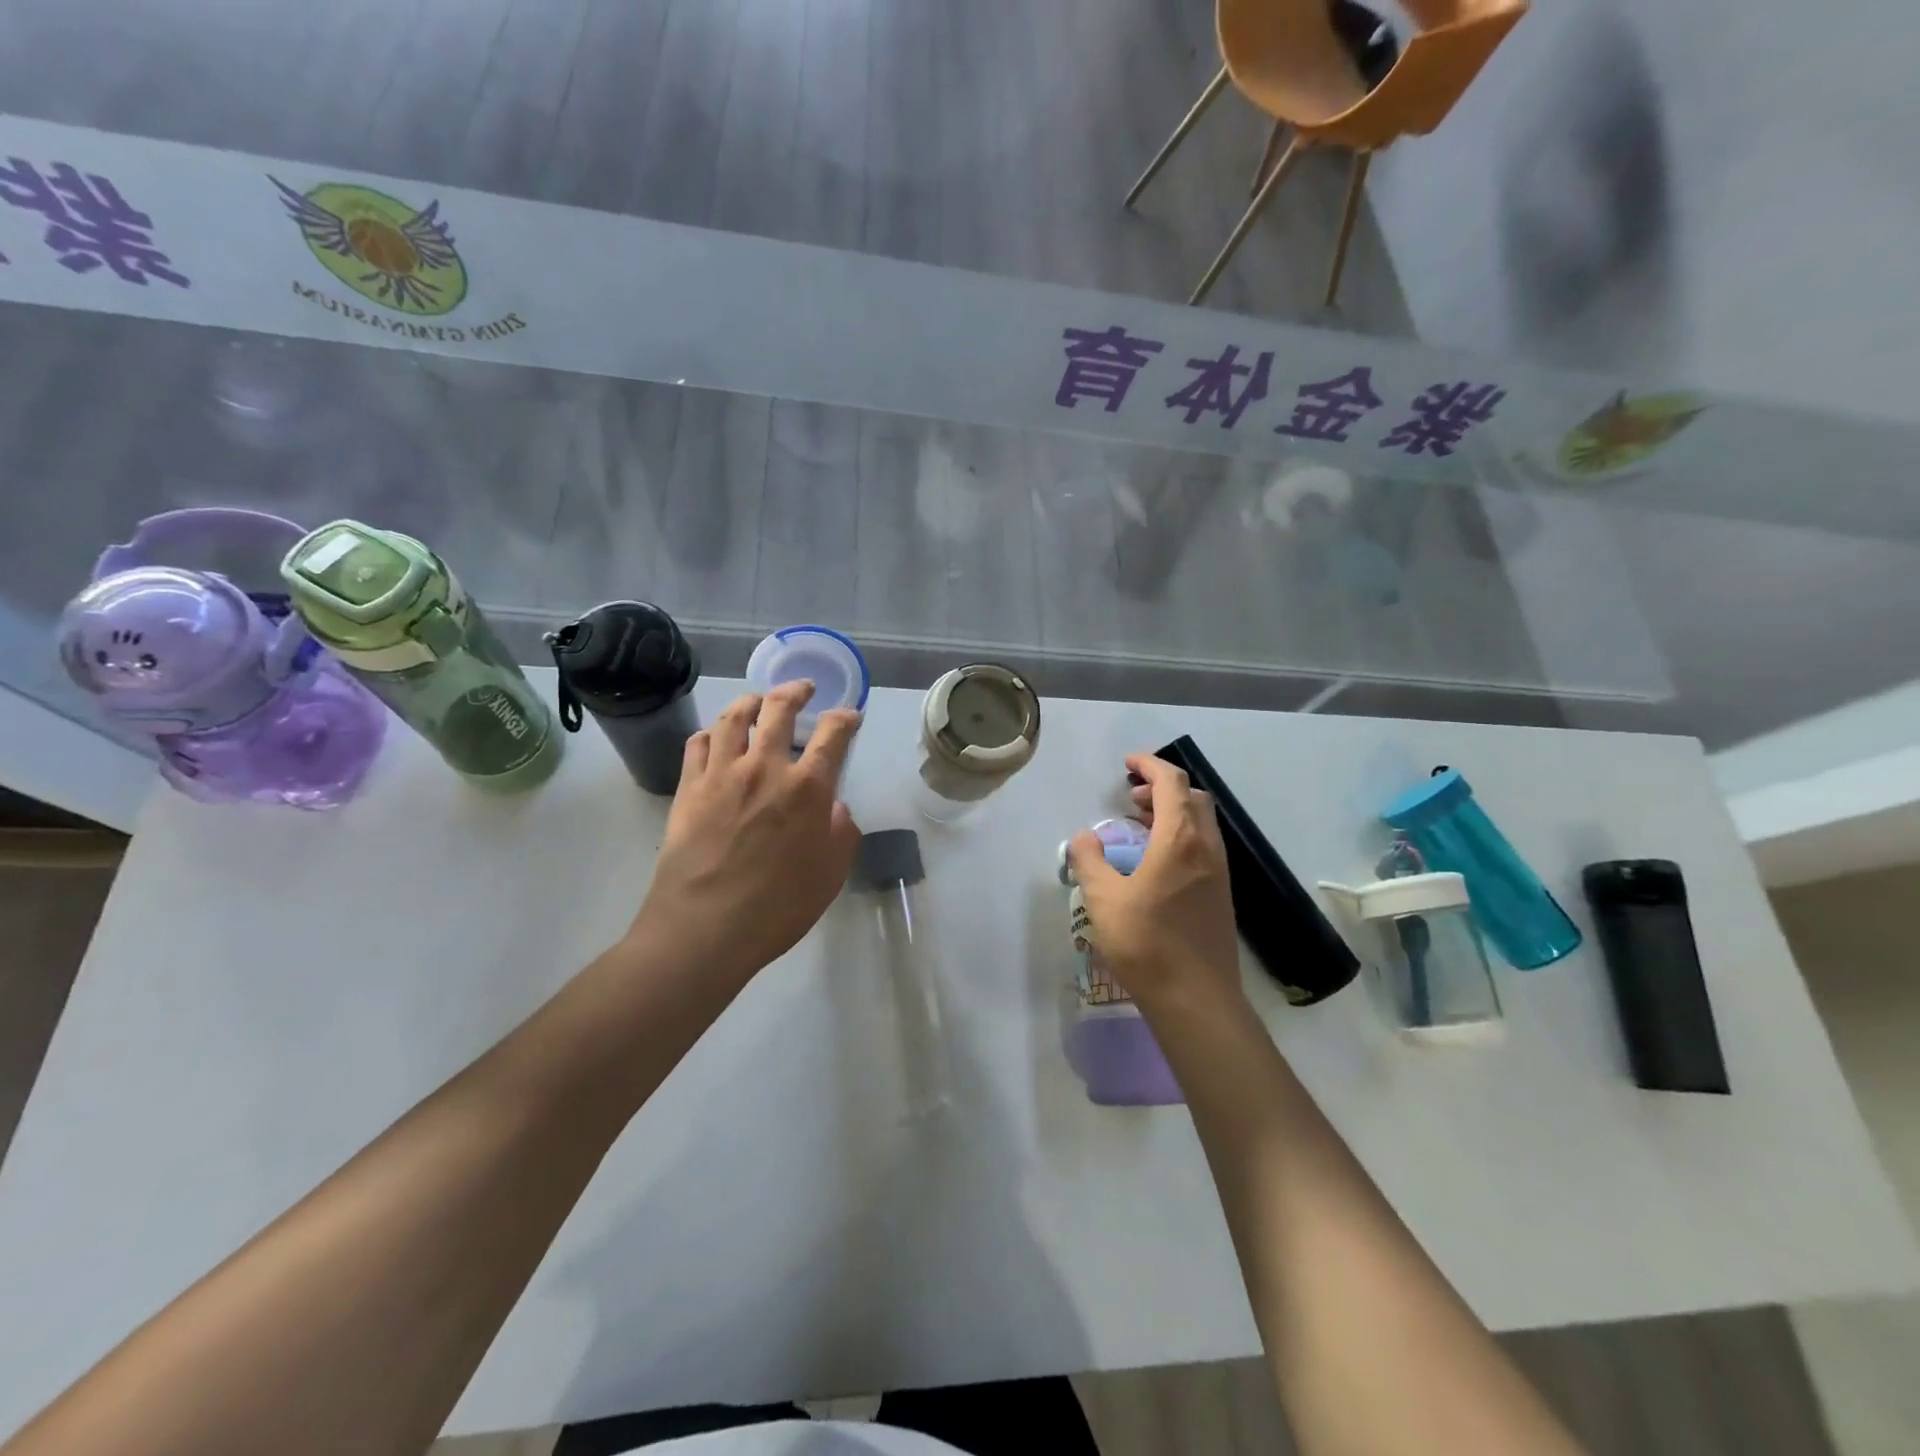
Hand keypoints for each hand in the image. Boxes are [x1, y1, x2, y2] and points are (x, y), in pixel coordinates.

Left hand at [629, 682, 861, 985]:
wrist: (703, 929)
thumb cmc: (777, 908)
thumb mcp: (830, 876)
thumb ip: (841, 834)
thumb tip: (836, 807)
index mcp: (807, 788)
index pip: (833, 735)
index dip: (845, 718)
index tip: (850, 716)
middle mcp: (764, 767)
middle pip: (779, 709)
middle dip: (796, 691)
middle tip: (804, 688)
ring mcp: (721, 774)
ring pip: (734, 716)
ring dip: (751, 701)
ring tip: (758, 701)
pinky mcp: (688, 787)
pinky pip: (699, 743)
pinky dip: (713, 731)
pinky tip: (718, 736)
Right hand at [1066, 754, 1240, 1011]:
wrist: (1196, 998)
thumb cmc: (1146, 942)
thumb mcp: (1102, 898)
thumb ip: (1089, 860)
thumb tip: (1085, 838)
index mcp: (1179, 839)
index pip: (1171, 782)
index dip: (1149, 765)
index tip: (1127, 764)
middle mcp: (1206, 847)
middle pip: (1192, 797)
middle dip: (1162, 788)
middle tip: (1130, 799)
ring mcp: (1220, 871)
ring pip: (1201, 822)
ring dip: (1173, 812)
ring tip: (1139, 828)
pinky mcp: (1222, 893)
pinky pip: (1204, 845)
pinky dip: (1181, 835)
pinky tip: (1156, 862)